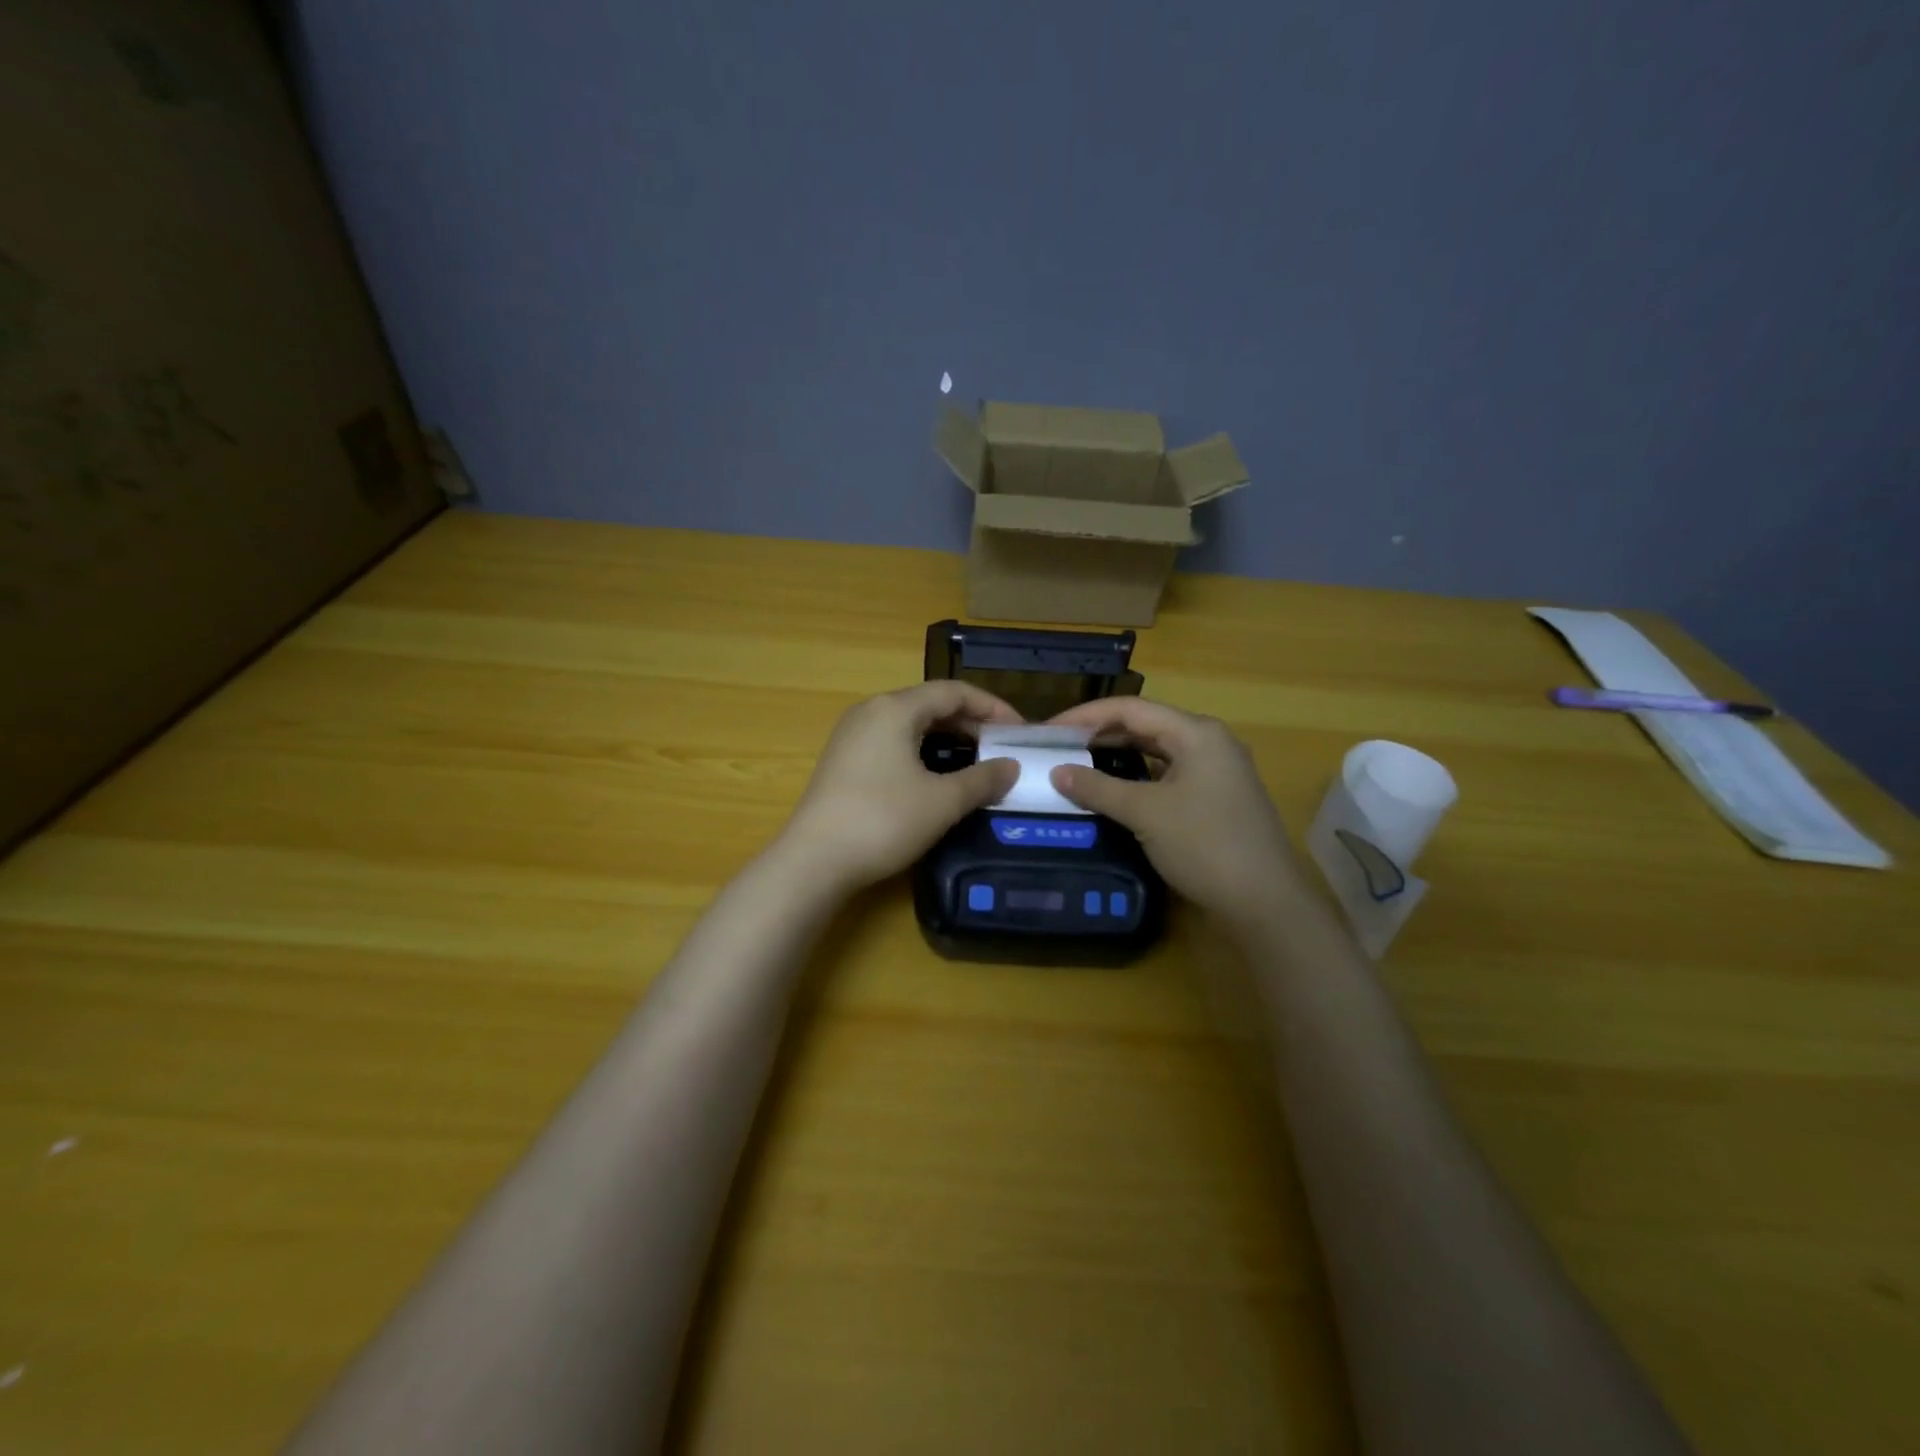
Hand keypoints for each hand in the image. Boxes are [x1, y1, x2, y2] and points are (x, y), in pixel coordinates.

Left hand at [776, 682, 1022, 896]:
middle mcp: (870, 712)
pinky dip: (922, 752)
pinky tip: (936, 777)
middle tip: (1001, 748)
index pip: (952, 692)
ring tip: (975, 762)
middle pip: (929, 704)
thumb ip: (982, 779)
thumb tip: (1011, 767)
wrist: (814, 861)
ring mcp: (851, 737)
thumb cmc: (883, 820)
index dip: (991, 706)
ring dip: (946, 739)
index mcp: (894, 708)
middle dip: (969, 723)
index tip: (1018, 730)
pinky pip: (892, 743)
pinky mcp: (843, 762)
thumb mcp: (942, 801)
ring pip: (910, 725)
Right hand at [1046, 697, 1304, 928]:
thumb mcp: (1145, 813)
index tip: (1048, 730)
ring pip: (1157, 750)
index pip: (1130, 708)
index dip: (1085, 716)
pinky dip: (1137, 775)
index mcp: (1196, 733)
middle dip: (1100, 732)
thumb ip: (1098, 788)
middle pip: (1145, 724)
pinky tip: (1114, 788)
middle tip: (1059, 746)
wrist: (1265, 901)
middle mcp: (1209, 742)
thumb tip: (1057, 772)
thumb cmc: (1204, 845)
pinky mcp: (1215, 797)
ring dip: (1118, 754)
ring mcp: (1216, 770)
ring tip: (1079, 762)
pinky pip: (1167, 773)